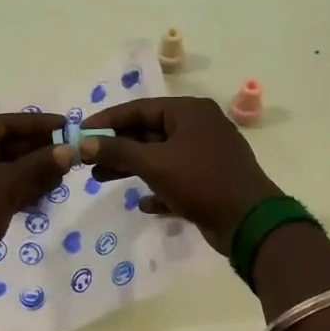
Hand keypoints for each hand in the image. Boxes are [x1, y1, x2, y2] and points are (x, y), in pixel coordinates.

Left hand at [0, 112, 69, 276]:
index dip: (36, 124)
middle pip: (0, 147)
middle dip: (35, 152)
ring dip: (28, 173)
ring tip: (59, 178)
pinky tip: (40, 198)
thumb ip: (39, 164)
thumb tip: (69, 150)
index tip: (65, 126)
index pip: (2, 124)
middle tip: (66, 154)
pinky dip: (14, 191)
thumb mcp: (7, 184)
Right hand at [72, 96, 282, 253]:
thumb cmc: (201, 181)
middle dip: (117, 147)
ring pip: (160, 156)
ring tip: (100, 178)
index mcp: (189, 112)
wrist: (249, 221)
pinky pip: (176, 179)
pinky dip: (158, 188)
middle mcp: (199, 127)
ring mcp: (206, 154)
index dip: (107, 120)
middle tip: (87, 159)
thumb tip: (82, 143)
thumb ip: (117, 151)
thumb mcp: (154, 163)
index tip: (80, 131)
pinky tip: (142, 203)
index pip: (139, 108)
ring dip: (132, 167)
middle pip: (148, 132)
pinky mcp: (210, 181)